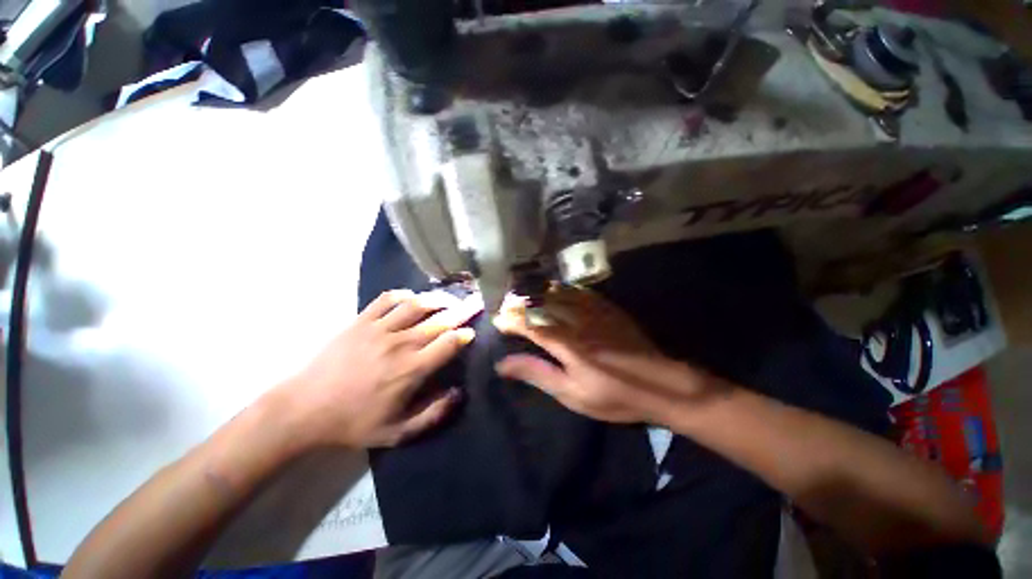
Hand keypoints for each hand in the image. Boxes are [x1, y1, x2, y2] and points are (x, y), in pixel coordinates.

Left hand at [280, 289, 482, 448]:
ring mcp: (379, 329)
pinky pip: (386, 299)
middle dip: (462, 310)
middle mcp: (400, 344)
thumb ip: (433, 414)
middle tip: (476, 301)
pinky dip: (403, 295)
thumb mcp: (397, 432)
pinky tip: (412, 297)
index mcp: (411, 369)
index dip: (465, 335)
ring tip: (448, 299)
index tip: (472, 332)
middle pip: (439, 320)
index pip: (448, 344)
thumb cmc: (353, 423)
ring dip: (437, 299)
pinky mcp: (360, 321)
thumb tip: (458, 393)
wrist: (304, 409)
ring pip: (416, 304)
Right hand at [494, 287, 722, 424]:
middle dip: (522, 302)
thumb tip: (504, 364)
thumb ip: (538, 374)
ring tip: (525, 293)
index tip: (498, 320)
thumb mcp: (571, 394)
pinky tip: (557, 289)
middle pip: (543, 304)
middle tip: (507, 303)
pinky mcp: (609, 310)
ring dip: (539, 293)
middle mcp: (577, 322)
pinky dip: (564, 290)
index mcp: (566, 344)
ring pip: (560, 294)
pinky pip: (581, 292)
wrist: (661, 385)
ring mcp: (595, 312)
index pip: (530, 325)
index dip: (512, 321)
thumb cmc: (613, 396)